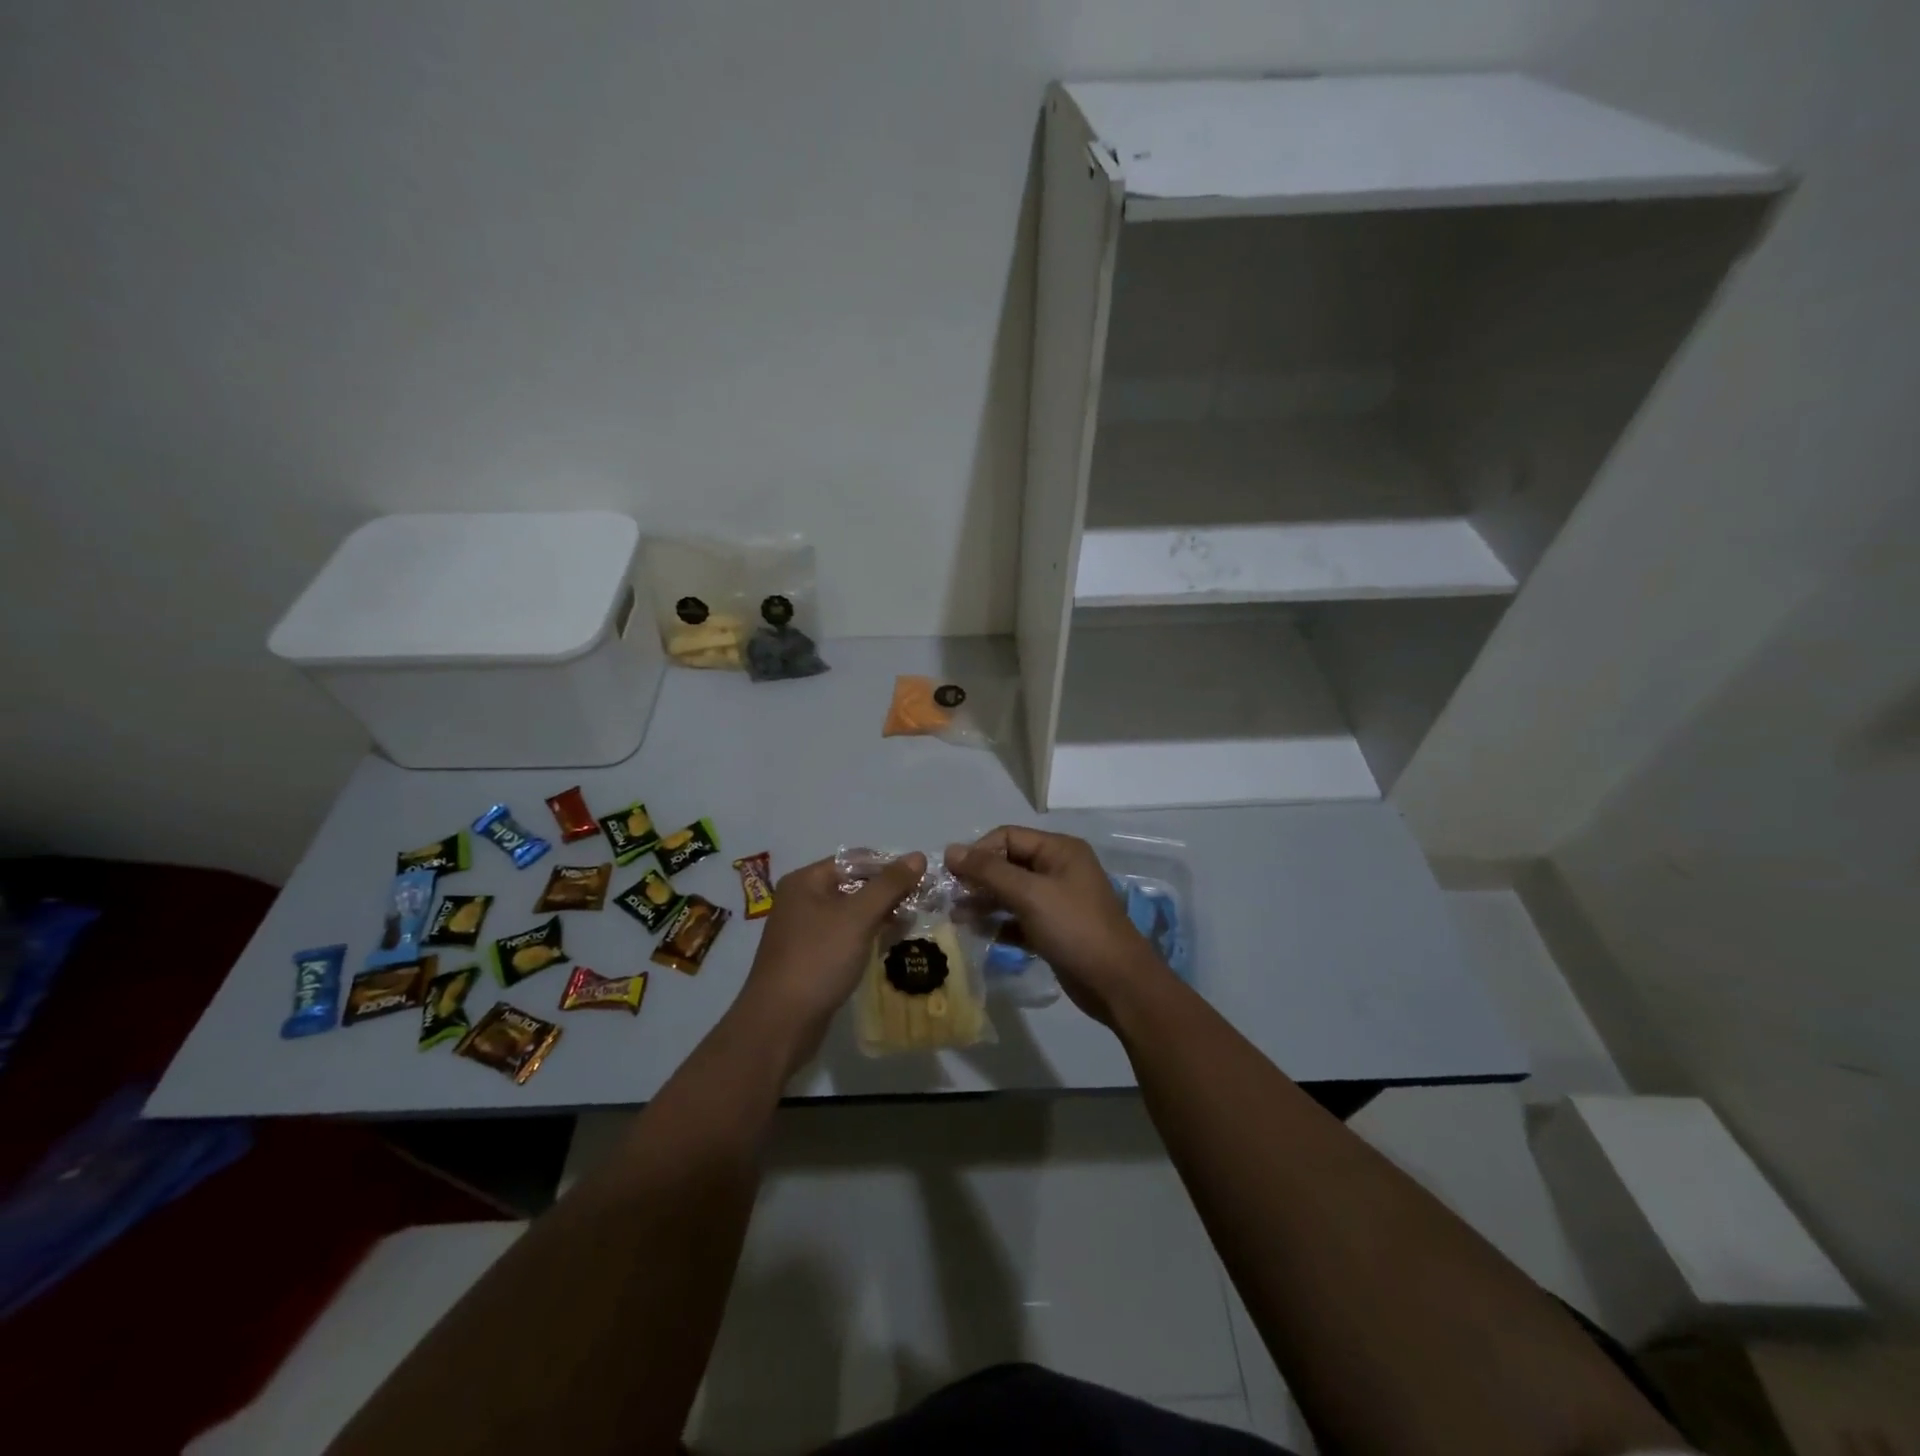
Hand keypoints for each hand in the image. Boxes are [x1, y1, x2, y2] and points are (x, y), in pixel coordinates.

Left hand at [735, 852, 926, 1069]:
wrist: (781, 1023)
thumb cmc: (818, 959)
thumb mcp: (858, 917)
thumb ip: (889, 885)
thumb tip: (918, 856)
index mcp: (806, 881)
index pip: (854, 860)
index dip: (888, 865)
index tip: (922, 876)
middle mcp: (802, 900)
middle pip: (853, 884)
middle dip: (888, 891)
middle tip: (923, 900)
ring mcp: (805, 930)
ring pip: (851, 912)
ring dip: (881, 914)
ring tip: (912, 921)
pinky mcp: (812, 957)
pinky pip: (845, 935)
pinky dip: (867, 935)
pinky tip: (890, 943)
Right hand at [946, 826, 1167, 1026]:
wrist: (1117, 984)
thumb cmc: (1074, 928)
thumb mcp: (1030, 894)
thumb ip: (988, 871)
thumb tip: (950, 850)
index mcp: (1059, 850)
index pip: (1008, 837)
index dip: (978, 851)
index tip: (952, 875)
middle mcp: (1058, 870)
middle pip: (1008, 864)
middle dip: (978, 878)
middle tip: (948, 897)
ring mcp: (1057, 901)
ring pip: (1011, 893)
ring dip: (984, 902)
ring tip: (955, 917)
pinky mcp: (1053, 929)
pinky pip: (1018, 919)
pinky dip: (999, 924)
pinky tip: (977, 934)